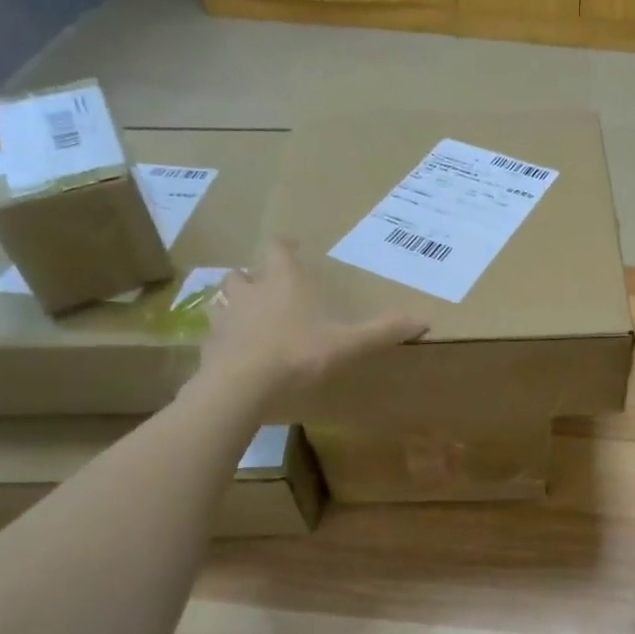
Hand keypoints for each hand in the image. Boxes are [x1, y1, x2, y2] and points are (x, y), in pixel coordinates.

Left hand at [198, 239, 426, 398]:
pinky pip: (215, 333)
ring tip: (247, 316)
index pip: (277, 250)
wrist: (241, 386)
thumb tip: (425, 320)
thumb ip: (383, 330)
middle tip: (267, 286)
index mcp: (283, 282)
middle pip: (242, 272)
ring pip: (222, 299)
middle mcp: (250, 291)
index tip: (290, 247)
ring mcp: (225, 317)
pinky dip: (225, 336)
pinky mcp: (209, 345)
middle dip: (253, 276)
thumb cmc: (298, 353)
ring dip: (234, 303)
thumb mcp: (348, 343)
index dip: (283, 247)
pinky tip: (236, 351)